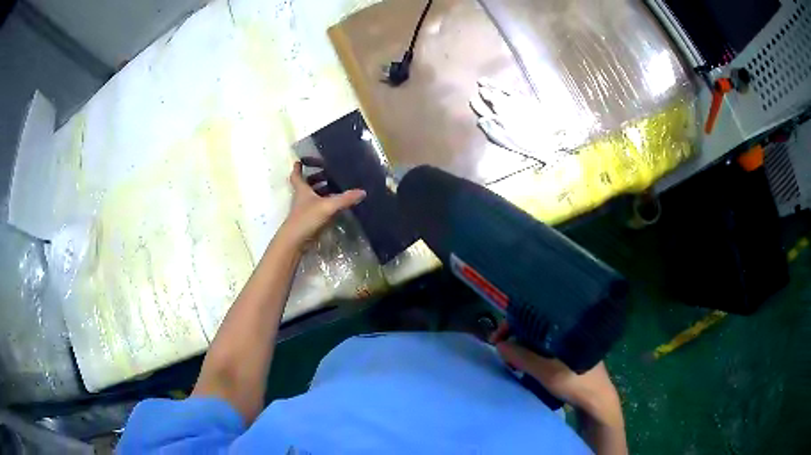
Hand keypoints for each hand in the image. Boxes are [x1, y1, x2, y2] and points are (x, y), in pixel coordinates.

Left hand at [280, 158, 365, 245]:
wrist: (295, 241)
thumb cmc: (307, 218)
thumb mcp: (328, 206)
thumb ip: (345, 199)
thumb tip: (362, 192)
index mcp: (302, 189)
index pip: (297, 176)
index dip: (298, 168)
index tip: (299, 161)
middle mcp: (302, 198)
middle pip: (307, 185)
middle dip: (315, 178)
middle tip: (327, 173)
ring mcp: (305, 210)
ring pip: (312, 197)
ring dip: (321, 191)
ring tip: (335, 187)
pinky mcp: (309, 220)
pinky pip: (318, 208)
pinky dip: (325, 204)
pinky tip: (336, 205)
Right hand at [489, 322, 622, 426]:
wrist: (597, 403)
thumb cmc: (577, 383)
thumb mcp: (548, 372)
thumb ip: (524, 358)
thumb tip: (499, 345)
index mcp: (568, 325)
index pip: (536, 313)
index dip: (514, 322)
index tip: (498, 337)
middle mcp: (569, 329)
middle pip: (535, 325)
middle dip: (515, 335)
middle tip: (501, 349)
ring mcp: (569, 342)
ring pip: (539, 338)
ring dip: (522, 346)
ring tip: (510, 357)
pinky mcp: (568, 354)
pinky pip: (544, 348)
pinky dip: (531, 353)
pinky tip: (524, 362)